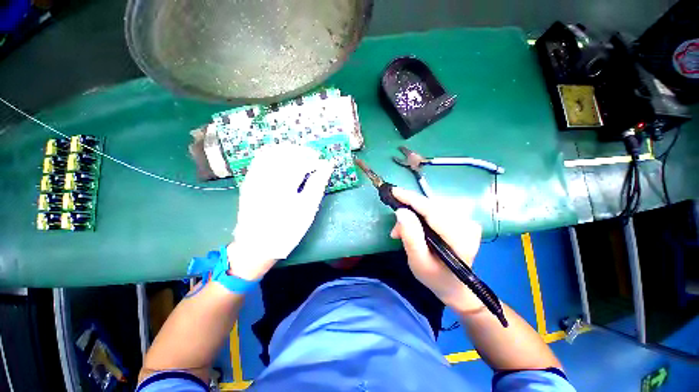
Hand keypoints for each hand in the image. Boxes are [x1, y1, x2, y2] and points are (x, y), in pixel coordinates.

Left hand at [228, 144, 332, 280]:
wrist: (256, 245)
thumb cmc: (287, 229)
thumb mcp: (307, 210)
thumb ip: (317, 185)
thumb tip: (327, 166)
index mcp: (283, 184)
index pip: (301, 162)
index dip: (315, 160)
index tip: (324, 164)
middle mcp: (266, 176)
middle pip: (285, 152)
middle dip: (302, 152)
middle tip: (314, 158)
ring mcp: (254, 177)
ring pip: (271, 152)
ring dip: (288, 151)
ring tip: (300, 157)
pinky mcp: (249, 181)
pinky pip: (260, 159)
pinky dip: (274, 155)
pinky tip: (283, 162)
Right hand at [389, 187, 483, 312]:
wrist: (455, 286)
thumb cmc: (435, 277)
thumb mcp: (418, 261)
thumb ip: (410, 236)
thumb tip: (400, 211)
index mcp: (460, 239)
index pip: (433, 211)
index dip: (412, 199)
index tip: (393, 191)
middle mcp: (467, 225)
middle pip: (431, 207)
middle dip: (409, 211)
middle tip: (395, 229)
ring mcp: (466, 221)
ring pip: (431, 207)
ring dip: (413, 214)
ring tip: (401, 232)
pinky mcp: (462, 219)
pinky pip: (435, 210)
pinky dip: (420, 215)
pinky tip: (413, 227)